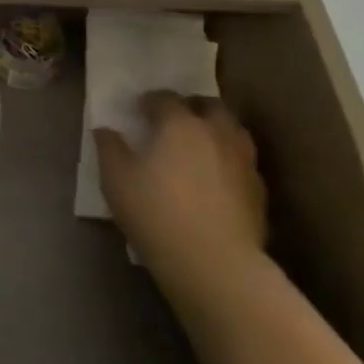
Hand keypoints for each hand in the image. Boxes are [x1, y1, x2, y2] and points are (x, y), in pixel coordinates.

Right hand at [95, 92, 268, 301]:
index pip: (165, 98)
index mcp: (180, 123)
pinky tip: (218, 179)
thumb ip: (109, 148)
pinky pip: (243, 162)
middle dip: (191, 107)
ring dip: (216, 130)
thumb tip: (105, 130)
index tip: (139, 110)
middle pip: (208, 105)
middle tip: (175, 121)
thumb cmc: (157, 213)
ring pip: (233, 130)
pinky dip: (229, 161)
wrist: (215, 264)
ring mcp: (243, 160)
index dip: (150, 101)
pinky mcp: (259, 190)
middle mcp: (216, 132)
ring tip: (200, 145)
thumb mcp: (116, 180)